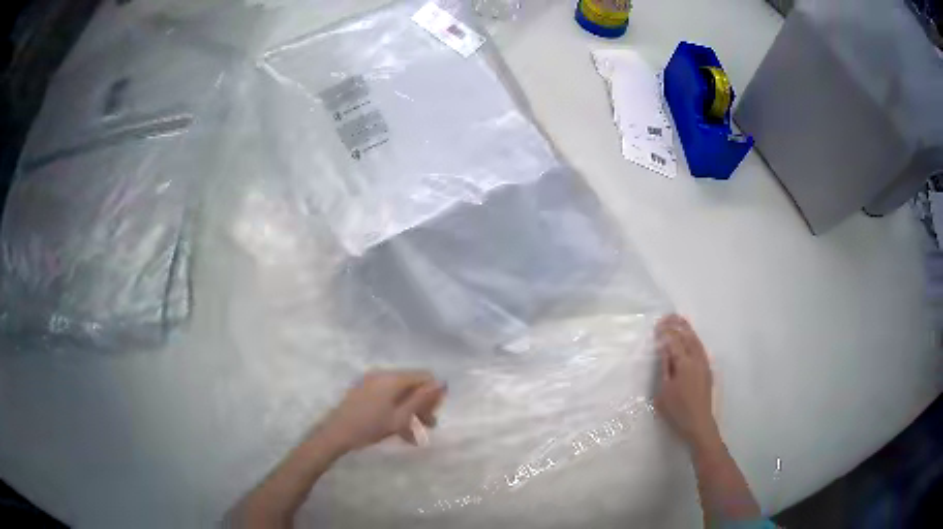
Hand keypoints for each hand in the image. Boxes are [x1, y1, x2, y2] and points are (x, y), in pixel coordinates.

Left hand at [317, 370, 446, 453]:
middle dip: (423, 405)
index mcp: (393, 378)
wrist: (335, 434)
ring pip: (400, 394)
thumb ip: (422, 399)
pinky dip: (397, 411)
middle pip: (412, 385)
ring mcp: (371, 383)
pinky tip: (401, 433)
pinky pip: (388, 398)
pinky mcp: (364, 392)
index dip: (434, 394)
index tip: (435, 414)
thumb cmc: (370, 427)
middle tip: (429, 426)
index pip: (424, 376)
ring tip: (416, 436)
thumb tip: (442, 383)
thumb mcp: (400, 417)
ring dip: (411, 412)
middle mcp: (382, 375)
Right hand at [655, 315, 718, 448]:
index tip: (656, 325)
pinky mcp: (707, 369)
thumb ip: (665, 367)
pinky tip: (689, 340)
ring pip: (696, 340)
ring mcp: (704, 364)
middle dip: (678, 324)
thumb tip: (663, 348)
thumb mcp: (664, 391)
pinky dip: (693, 338)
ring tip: (678, 321)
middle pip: (688, 336)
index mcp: (684, 364)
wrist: (699, 424)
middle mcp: (697, 359)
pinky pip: (700, 347)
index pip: (674, 341)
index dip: (665, 332)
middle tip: (667, 317)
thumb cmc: (677, 410)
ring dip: (687, 329)